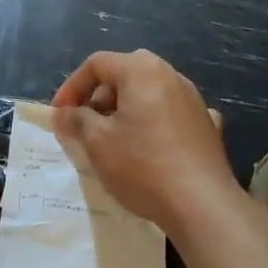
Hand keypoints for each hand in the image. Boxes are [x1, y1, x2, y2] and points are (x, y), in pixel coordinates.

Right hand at [50, 49, 237, 237]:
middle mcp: (171, 76)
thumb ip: (77, 120)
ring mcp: (194, 100)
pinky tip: (152, 145)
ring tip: (113, 139)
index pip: (97, 63)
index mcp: (142, 71)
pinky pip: (171, 114)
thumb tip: (63, 113)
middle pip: (125, 73)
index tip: (60, 115)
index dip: (72, 86)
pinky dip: (154, 122)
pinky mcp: (207, 126)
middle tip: (86, 124)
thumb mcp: (98, 142)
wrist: (202, 204)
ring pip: (150, 93)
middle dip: (99, 96)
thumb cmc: (142, 165)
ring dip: (126, 109)